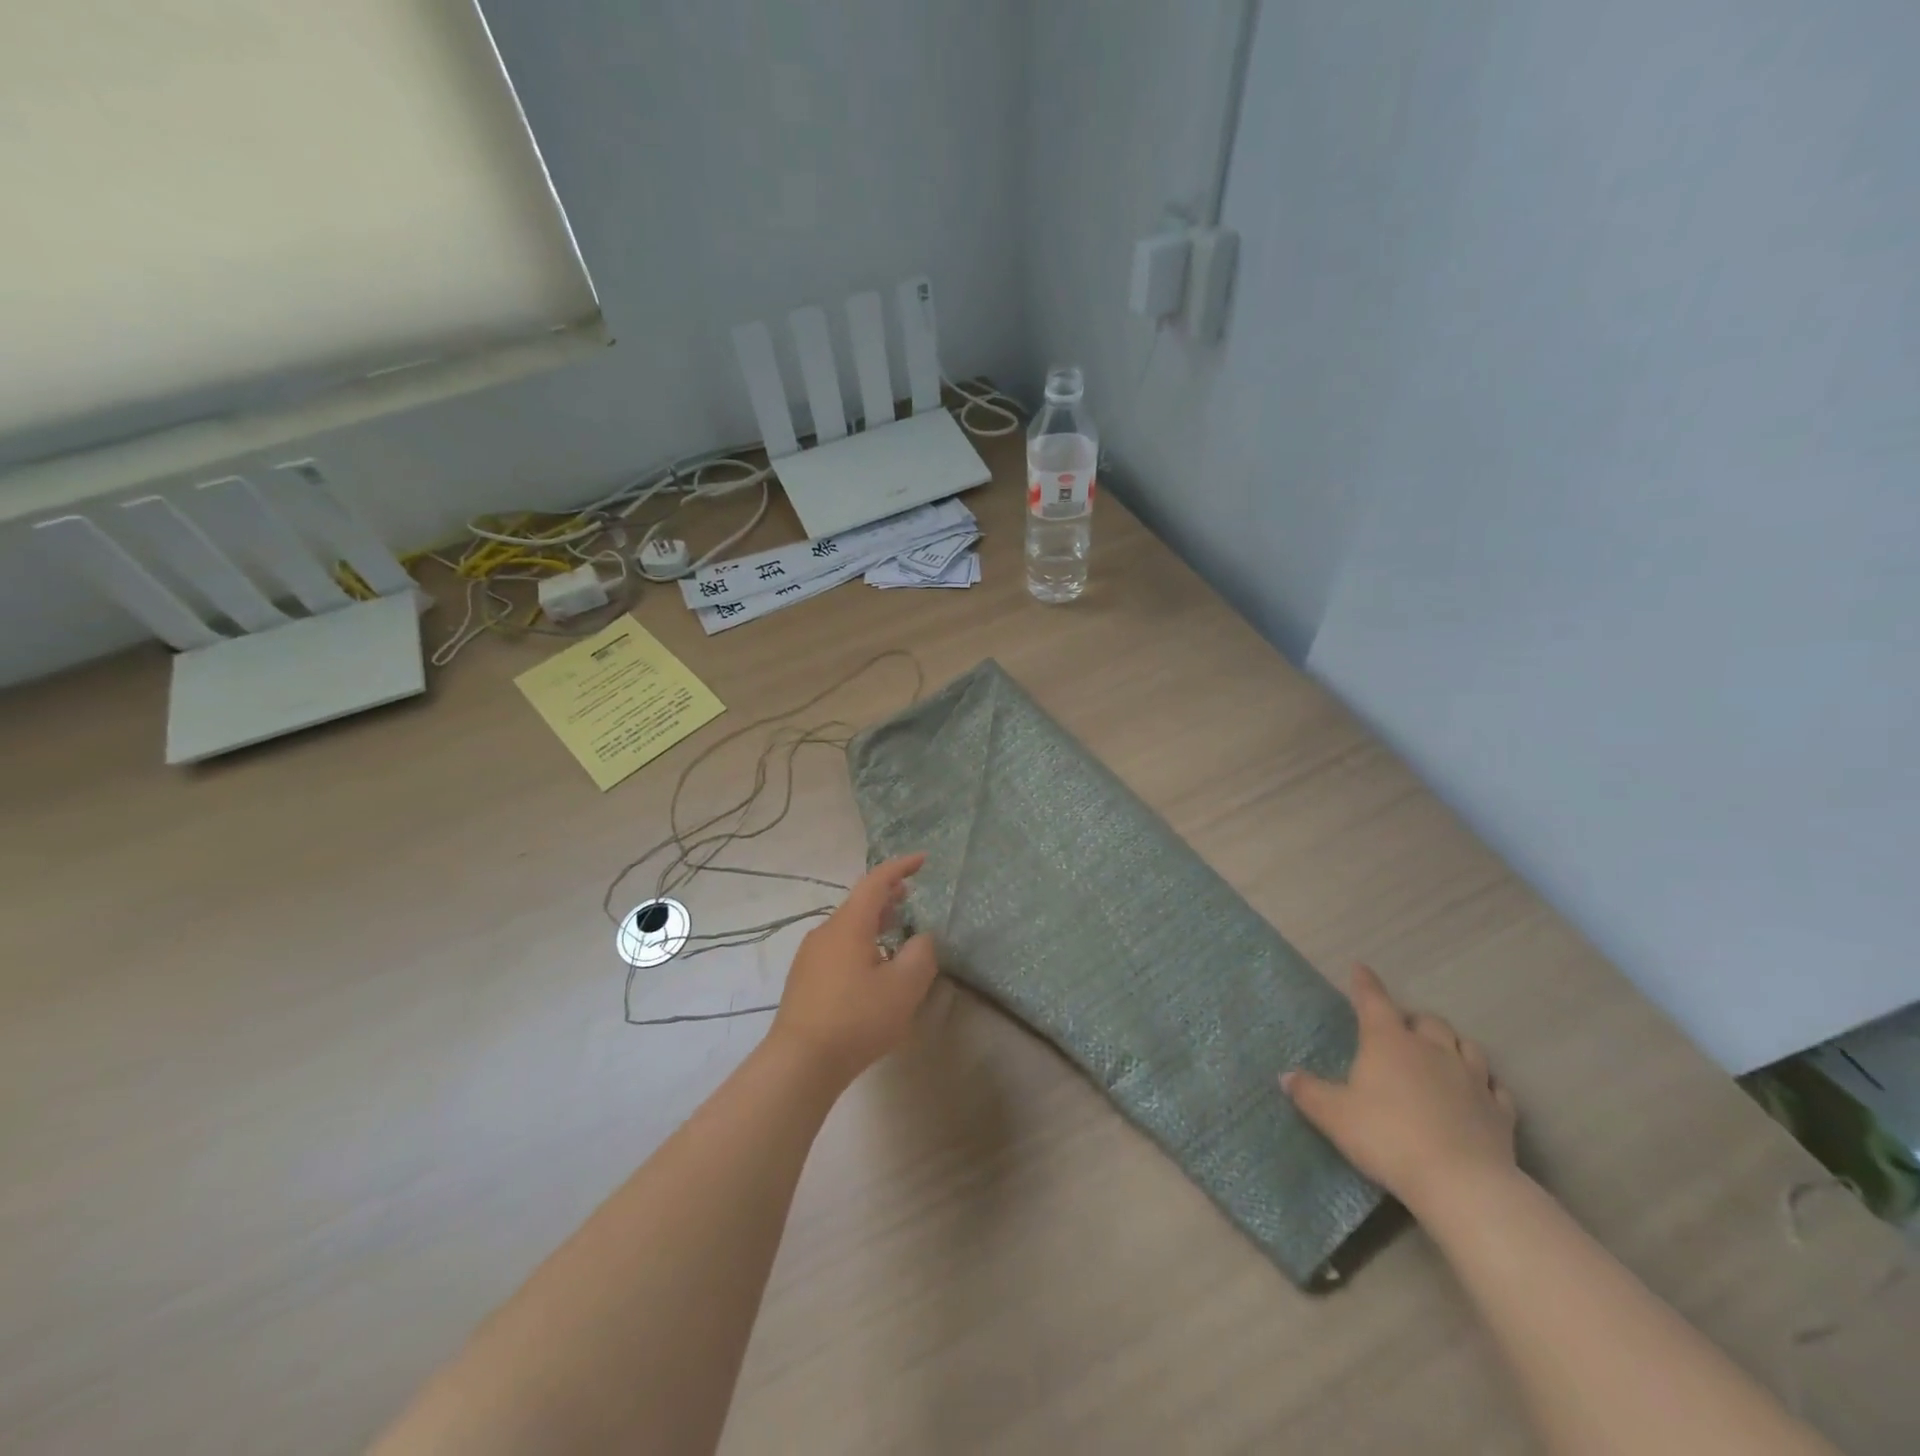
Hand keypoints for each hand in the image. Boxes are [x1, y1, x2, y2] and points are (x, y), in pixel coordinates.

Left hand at [771, 853, 938, 1086]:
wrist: (799, 1063)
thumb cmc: (856, 1018)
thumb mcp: (904, 987)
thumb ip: (921, 954)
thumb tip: (922, 938)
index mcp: (849, 924)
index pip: (876, 882)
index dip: (900, 867)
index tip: (922, 860)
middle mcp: (826, 932)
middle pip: (859, 904)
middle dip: (887, 896)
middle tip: (910, 896)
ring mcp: (810, 956)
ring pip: (848, 927)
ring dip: (874, 923)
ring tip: (896, 932)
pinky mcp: (804, 980)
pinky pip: (838, 948)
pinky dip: (861, 944)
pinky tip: (872, 970)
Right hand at [1283, 964, 1517, 1216]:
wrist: (1461, 1183)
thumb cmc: (1387, 1137)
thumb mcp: (1334, 1116)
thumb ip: (1309, 1092)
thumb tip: (1286, 1076)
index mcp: (1388, 1042)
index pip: (1374, 1001)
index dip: (1365, 983)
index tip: (1359, 968)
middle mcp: (1432, 1050)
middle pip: (1427, 1021)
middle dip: (1413, 1020)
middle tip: (1401, 1030)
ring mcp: (1471, 1079)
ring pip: (1466, 1046)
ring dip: (1452, 1044)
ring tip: (1442, 1053)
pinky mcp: (1499, 1112)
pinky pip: (1495, 1087)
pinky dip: (1485, 1083)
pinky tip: (1480, 1092)